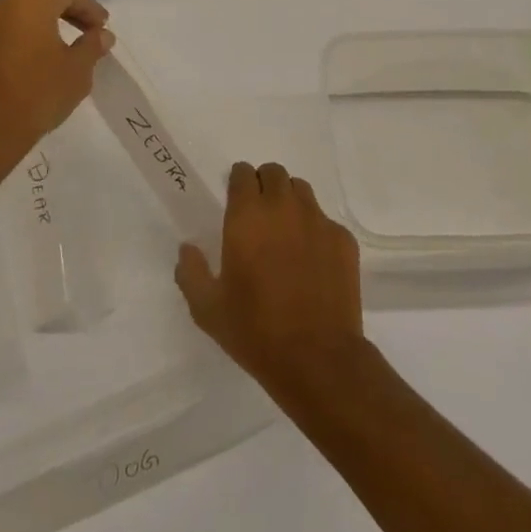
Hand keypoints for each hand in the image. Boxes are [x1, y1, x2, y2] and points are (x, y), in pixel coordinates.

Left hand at [0, 0, 112, 175]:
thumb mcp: (77, 70)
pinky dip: (19, 45)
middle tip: (86, 33)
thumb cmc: (37, 93)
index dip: (89, 7)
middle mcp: (0, 8)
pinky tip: (30, 69)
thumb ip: (92, 46)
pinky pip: (0, 40)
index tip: (103, 28)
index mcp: (29, 3)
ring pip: (17, 19)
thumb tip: (102, 34)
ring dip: (41, 29)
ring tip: (59, 51)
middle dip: (66, 13)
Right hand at [175, 161, 366, 403]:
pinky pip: (325, 220)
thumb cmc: (256, 331)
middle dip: (264, 185)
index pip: (243, 174)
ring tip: (285, 232)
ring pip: (301, 190)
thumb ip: (191, 272)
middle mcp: (283, 207)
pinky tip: (311, 259)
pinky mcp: (343, 239)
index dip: (238, 182)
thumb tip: (187, 249)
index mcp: (247, 216)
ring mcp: (317, 220)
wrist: (318, 358)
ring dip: (289, 201)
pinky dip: (314, 229)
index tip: (235, 200)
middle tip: (258, 215)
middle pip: (274, 173)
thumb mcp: (208, 309)